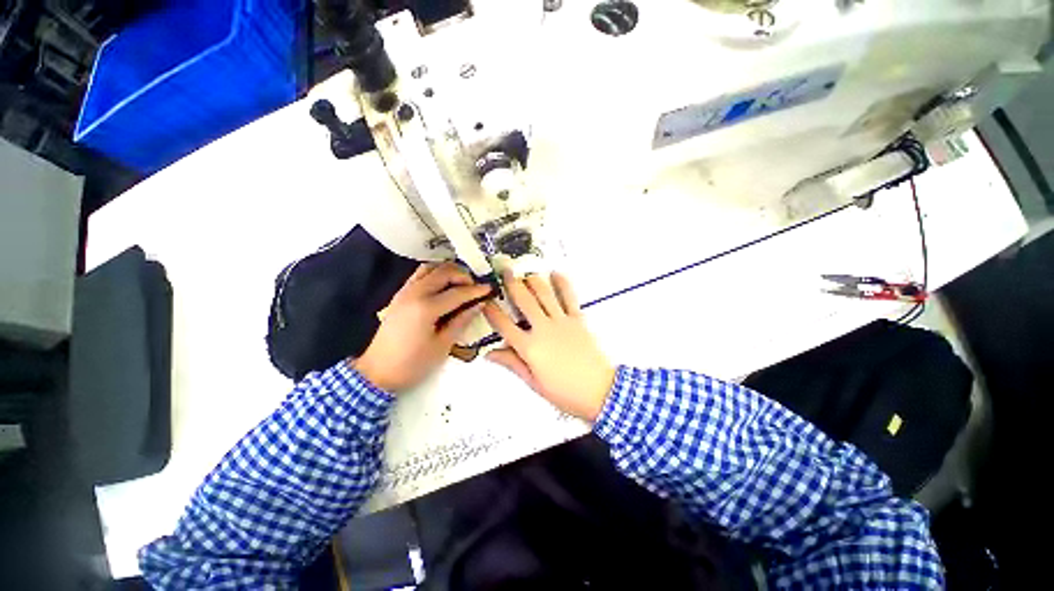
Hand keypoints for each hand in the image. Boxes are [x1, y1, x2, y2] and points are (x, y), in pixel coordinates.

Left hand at [355, 262, 490, 391]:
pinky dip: (433, 275)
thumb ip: (460, 322)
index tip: (490, 290)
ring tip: (459, 285)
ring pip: (429, 268)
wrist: (378, 370)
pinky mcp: (399, 296)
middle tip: (475, 288)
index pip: (457, 292)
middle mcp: (415, 293)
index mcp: (426, 307)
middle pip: (443, 272)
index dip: (476, 291)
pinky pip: (418, 275)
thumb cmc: (412, 365)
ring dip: (446, 272)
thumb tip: (477, 306)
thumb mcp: (441, 347)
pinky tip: (441, 288)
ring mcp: (404, 292)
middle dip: (463, 276)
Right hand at [483, 272, 615, 421]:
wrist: (599, 391)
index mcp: (529, 348)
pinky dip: (562, 283)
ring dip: (533, 280)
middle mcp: (543, 330)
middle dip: (511, 283)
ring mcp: (562, 322)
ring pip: (544, 293)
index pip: (503, 325)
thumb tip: (491, 353)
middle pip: (523, 300)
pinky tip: (555, 273)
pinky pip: (569, 297)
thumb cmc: (565, 393)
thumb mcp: (534, 383)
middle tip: (504, 271)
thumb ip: (513, 363)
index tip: (485, 302)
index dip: (492, 312)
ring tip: (526, 273)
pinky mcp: (578, 320)